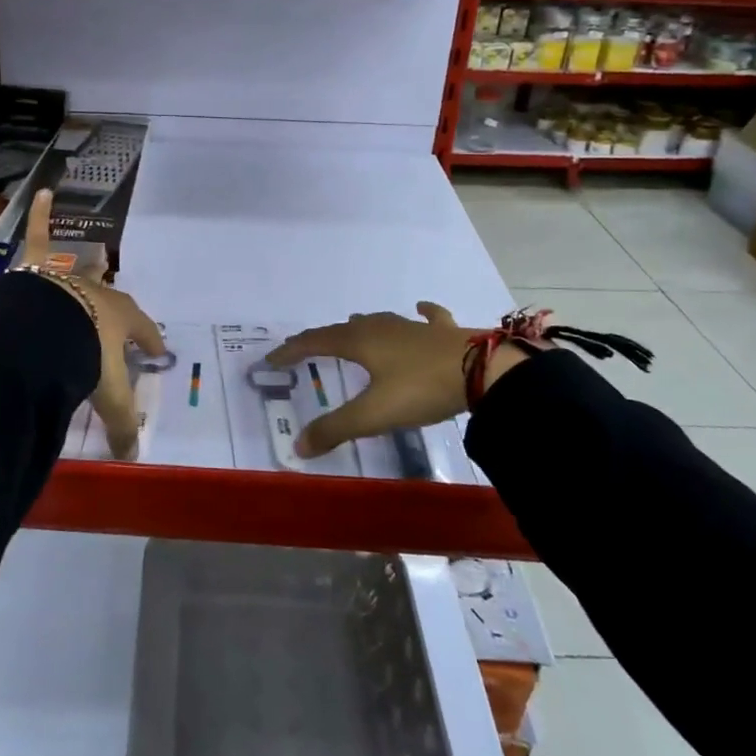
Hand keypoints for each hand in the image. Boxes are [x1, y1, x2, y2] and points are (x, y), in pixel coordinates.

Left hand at [17, 191, 166, 459]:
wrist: (45, 333)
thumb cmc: (84, 360)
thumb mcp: (107, 397)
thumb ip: (121, 425)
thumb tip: (134, 455)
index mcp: (120, 321)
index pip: (142, 332)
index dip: (150, 342)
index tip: (156, 352)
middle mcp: (99, 294)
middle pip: (113, 300)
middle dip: (118, 309)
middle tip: (118, 317)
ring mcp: (69, 276)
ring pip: (82, 269)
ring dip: (90, 266)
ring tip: (100, 256)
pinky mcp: (39, 266)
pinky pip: (38, 235)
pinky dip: (39, 214)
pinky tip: (42, 191)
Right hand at [265, 303, 528, 458]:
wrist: (483, 371)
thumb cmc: (420, 389)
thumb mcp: (373, 414)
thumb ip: (335, 429)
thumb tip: (297, 446)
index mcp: (359, 342)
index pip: (315, 342)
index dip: (292, 350)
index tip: (271, 359)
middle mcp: (381, 327)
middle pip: (343, 329)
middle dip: (321, 338)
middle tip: (306, 348)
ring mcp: (413, 326)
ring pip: (379, 320)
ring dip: (360, 325)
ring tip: (350, 327)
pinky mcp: (442, 331)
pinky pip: (426, 317)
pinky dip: (419, 314)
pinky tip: (420, 309)